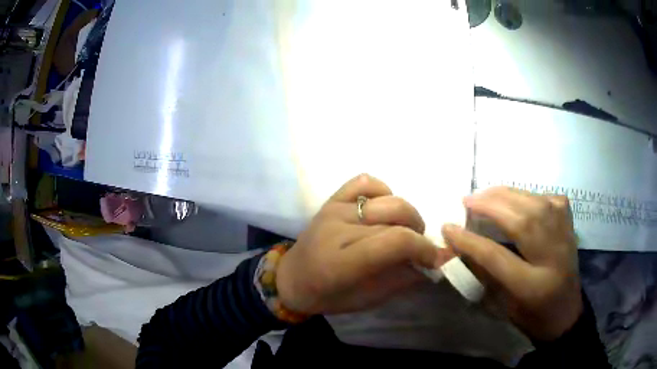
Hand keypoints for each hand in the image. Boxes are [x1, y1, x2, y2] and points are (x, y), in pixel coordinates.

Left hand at [276, 174, 452, 314]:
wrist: (291, 278)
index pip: (396, 241)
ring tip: (403, 230)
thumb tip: (435, 262)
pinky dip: (383, 192)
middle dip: (419, 232)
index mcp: (343, 263)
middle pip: (396, 216)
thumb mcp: (367, 300)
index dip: (423, 248)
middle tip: (418, 248)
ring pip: (387, 199)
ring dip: (406, 214)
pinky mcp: (332, 199)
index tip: (433, 258)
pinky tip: (382, 211)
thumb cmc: (327, 296)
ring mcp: (334, 209)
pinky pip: (365, 182)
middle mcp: (338, 229)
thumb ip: (402, 280)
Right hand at [441, 187, 582, 340]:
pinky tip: (518, 198)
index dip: (470, 241)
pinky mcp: (569, 226)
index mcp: (532, 286)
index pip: (497, 256)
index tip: (448, 227)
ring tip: (486, 193)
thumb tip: (463, 248)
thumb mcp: (504, 306)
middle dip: (491, 206)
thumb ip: (486, 274)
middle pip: (522, 222)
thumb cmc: (532, 317)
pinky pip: (549, 200)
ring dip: (508, 194)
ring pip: (536, 204)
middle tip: (468, 199)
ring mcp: (564, 237)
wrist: (566, 314)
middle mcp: (551, 257)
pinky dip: (530, 194)